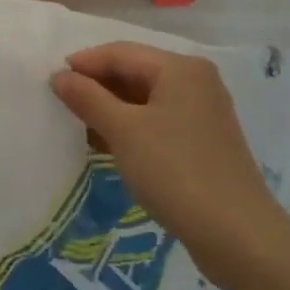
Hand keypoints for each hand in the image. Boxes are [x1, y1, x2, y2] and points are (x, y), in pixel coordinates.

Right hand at [50, 42, 282, 282]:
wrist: (238, 237)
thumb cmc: (176, 172)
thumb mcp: (124, 132)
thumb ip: (88, 99)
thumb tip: (59, 76)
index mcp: (180, 69)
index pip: (120, 53)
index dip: (84, 64)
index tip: (50, 82)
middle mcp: (195, 82)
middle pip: (135, 72)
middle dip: (97, 86)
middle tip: (61, 104)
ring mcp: (202, 112)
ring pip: (145, 99)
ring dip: (111, 109)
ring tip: (78, 126)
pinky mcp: (203, 142)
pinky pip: (158, 121)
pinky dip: (131, 128)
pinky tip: (107, 145)